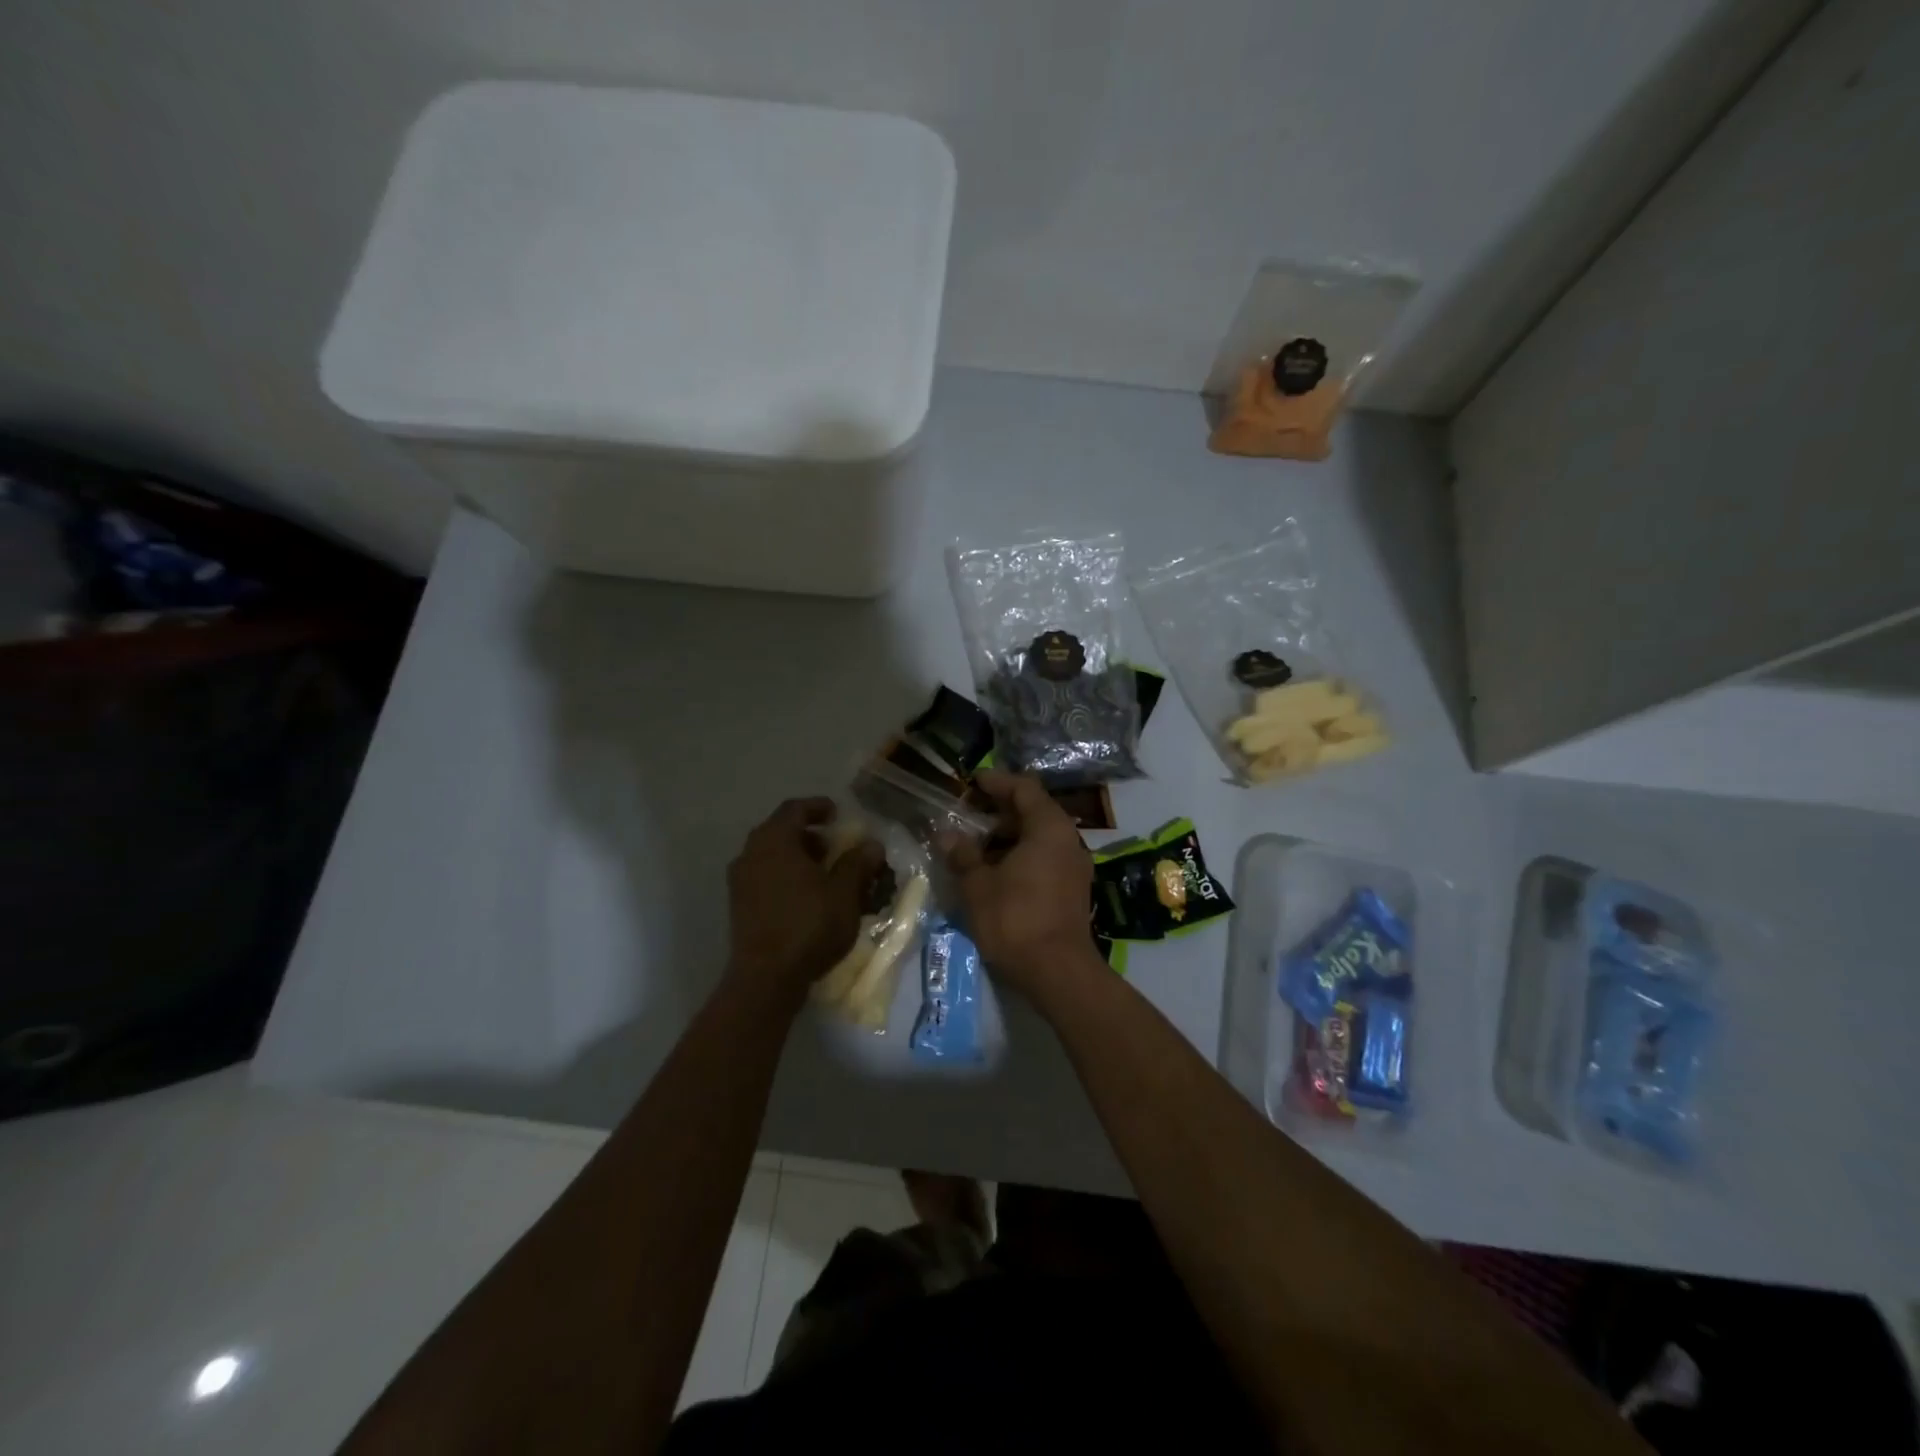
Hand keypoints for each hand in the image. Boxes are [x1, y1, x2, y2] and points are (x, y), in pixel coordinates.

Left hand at [726, 798, 884, 1003]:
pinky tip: (806, 897)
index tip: (837, 814)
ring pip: (771, 856)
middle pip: (780, 831)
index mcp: (774, 840)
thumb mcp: (844, 893)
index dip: (818, 807)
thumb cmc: (809, 925)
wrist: (766, 978)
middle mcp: (751, 853)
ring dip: (797, 857)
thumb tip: (872, 845)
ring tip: (824, 874)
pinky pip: (764, 877)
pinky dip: (785, 876)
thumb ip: (858, 863)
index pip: (794, 809)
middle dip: (809, 835)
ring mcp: (740, 881)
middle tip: (834, 846)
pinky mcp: (739, 906)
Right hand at [943, 770, 1098, 998]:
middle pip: (1033, 811)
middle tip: (967, 816)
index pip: (1024, 788)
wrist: (1058, 972)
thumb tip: (947, 835)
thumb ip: (963, 855)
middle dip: (998, 811)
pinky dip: (1019, 856)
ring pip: (1038, 837)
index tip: (973, 782)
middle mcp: (1068, 840)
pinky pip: (1044, 858)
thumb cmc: (1015, 919)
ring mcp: (1074, 866)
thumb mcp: (978, 885)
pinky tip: (994, 871)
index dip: (997, 782)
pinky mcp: (1072, 890)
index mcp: (1049, 827)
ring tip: (974, 846)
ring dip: (1007, 837)